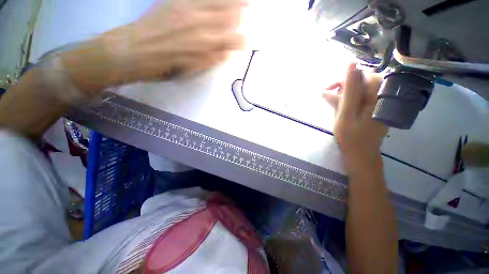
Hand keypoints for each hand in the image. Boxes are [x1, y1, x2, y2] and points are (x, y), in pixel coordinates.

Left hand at [112, 0, 245, 79]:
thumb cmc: (165, 66)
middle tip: (250, 4)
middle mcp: (200, 25)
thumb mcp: (191, 69)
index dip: (241, 39)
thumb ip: (211, 60)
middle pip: (227, 15)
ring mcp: (187, 9)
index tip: (247, 38)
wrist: (134, 50)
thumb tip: (227, 54)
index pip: (231, 40)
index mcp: (205, 46)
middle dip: (240, 9)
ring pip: (215, 1)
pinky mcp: (175, 1)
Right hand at [323, 63, 386, 172]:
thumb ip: (349, 90)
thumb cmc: (351, 136)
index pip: (363, 75)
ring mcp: (378, 102)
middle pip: (362, 81)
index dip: (344, 79)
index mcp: (378, 95)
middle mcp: (381, 96)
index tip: (329, 88)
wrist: (360, 153)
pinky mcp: (373, 108)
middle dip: (343, 86)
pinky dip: (348, 99)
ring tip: (332, 101)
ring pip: (360, 89)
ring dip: (344, 93)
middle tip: (328, 95)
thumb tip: (351, 65)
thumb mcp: (346, 113)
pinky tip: (339, 105)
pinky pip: (360, 97)